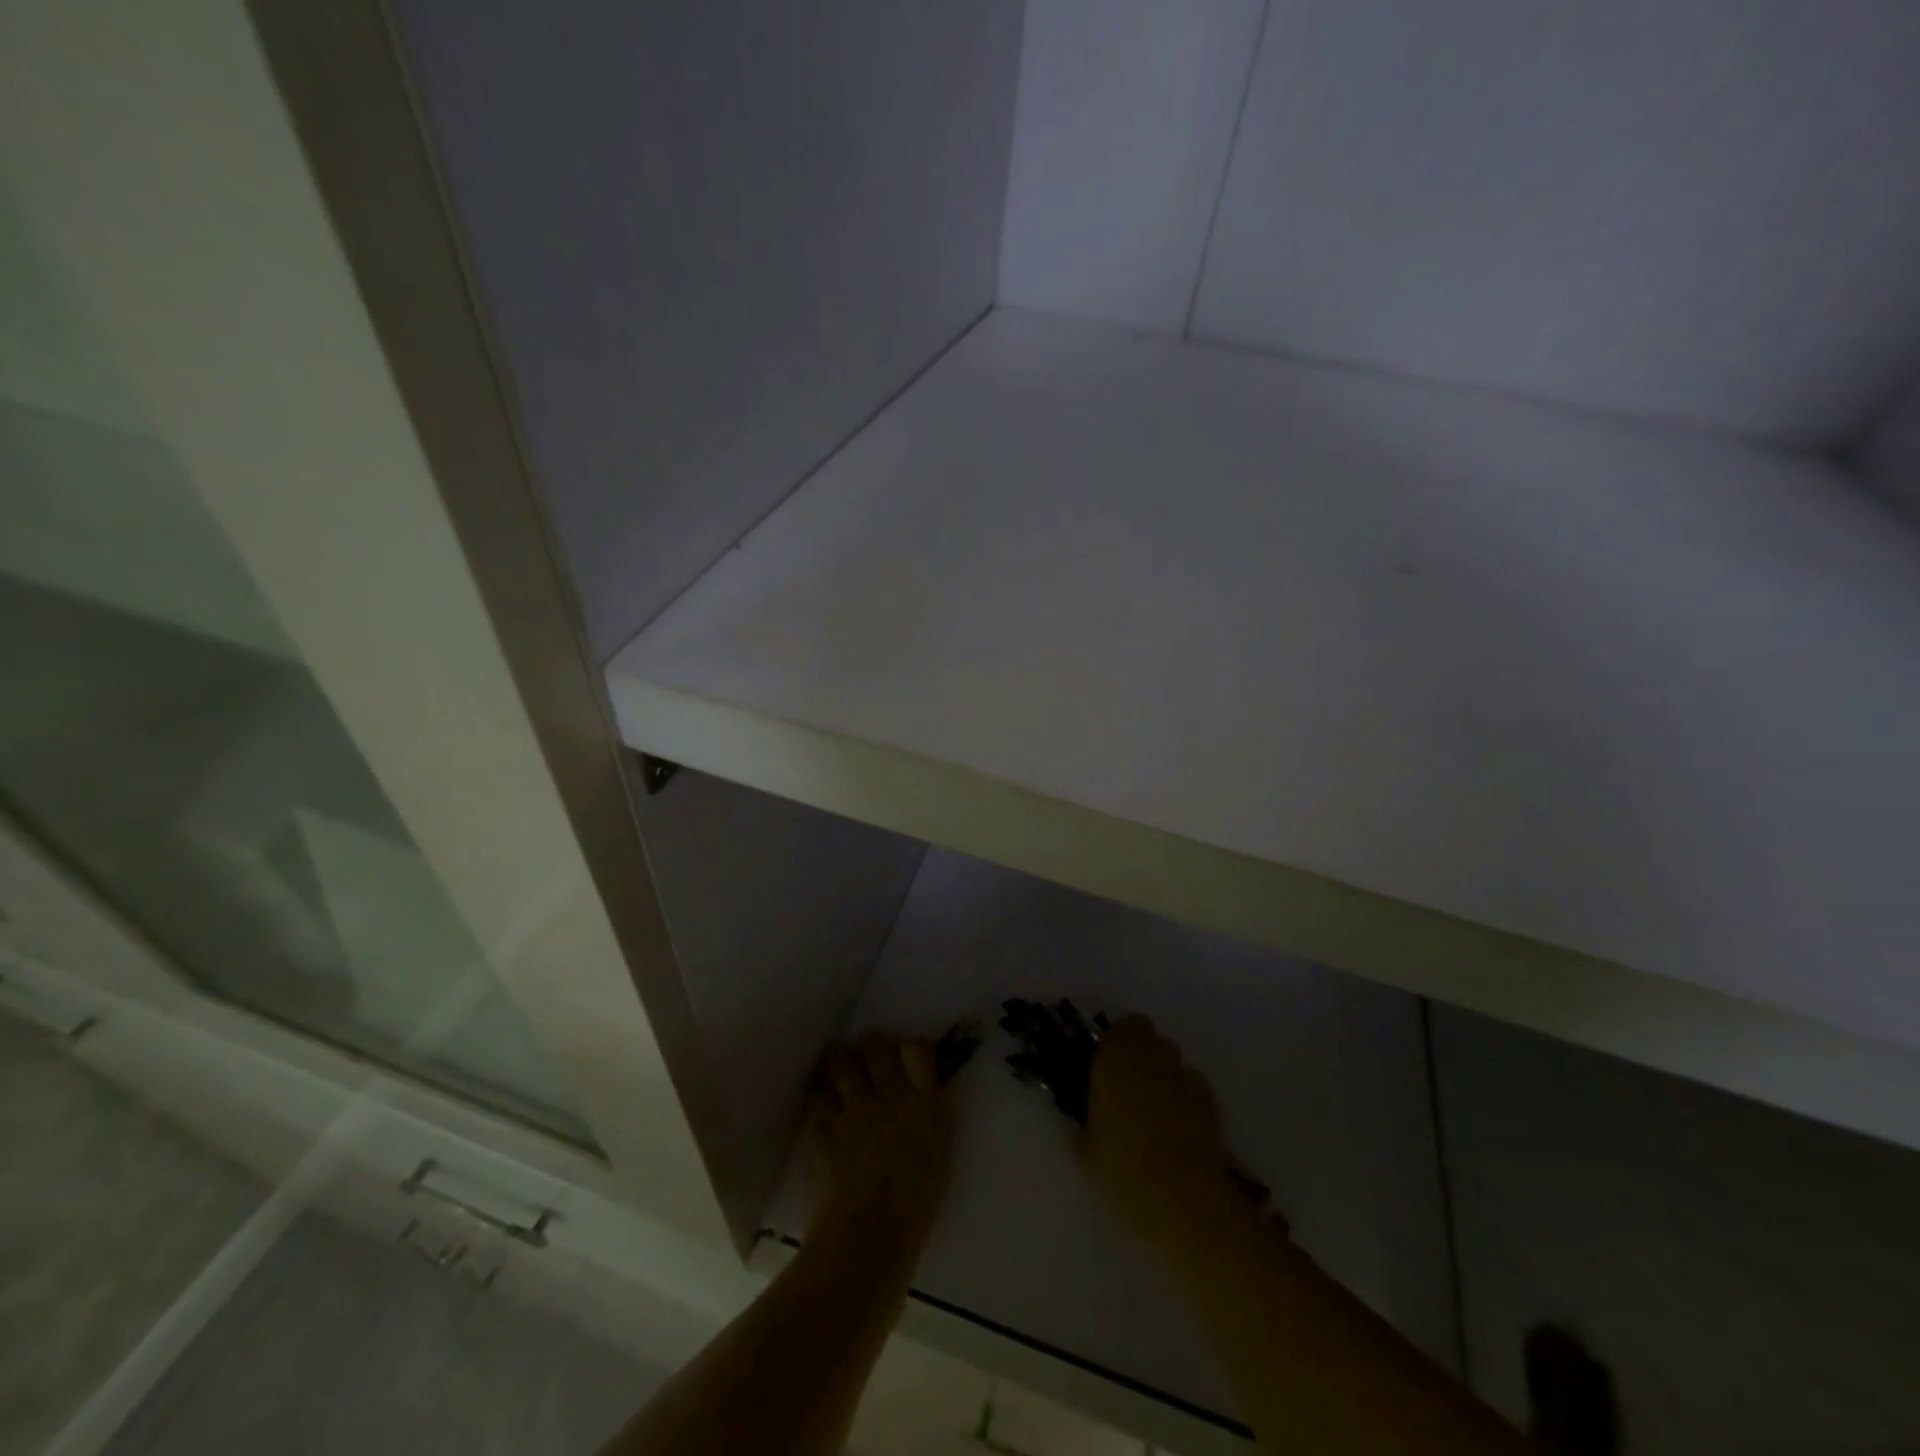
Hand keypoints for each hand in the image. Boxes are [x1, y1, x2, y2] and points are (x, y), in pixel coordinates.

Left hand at [808, 1034, 953, 1258]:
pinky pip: (817, 1095)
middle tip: (868, 1059)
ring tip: (840, 1074)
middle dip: (870, 1047)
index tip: (904, 1058)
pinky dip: (819, 1097)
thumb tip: (923, 1103)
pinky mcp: (823, 1125)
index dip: (909, 1049)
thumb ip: (930, 1121)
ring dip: (841, 1064)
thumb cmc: (915, 1209)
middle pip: (876, 1047)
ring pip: (842, 1062)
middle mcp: (890, 1095)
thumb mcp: (939, 1158)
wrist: (869, 1237)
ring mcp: (854, 1107)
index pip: (918, 1050)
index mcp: (925, 1105)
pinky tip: (821, 1105)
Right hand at [1080, 1015, 1243, 1252]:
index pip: (1123, 1026)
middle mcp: (1151, 1056)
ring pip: (1171, 1059)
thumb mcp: (1085, 1147)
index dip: (1117, 1041)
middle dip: (1140, 1053)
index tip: (1108, 1064)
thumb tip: (1089, 1113)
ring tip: (1156, 1108)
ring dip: (1162, 1073)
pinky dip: (1184, 1096)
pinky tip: (1179, 1127)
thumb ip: (1086, 1117)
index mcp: (1115, 1058)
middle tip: (1128, 1085)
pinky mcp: (1208, 1098)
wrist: (1182, 1197)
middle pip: (1149, 1036)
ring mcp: (1183, 1075)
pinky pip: (1191, 1084)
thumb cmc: (1123, 1168)